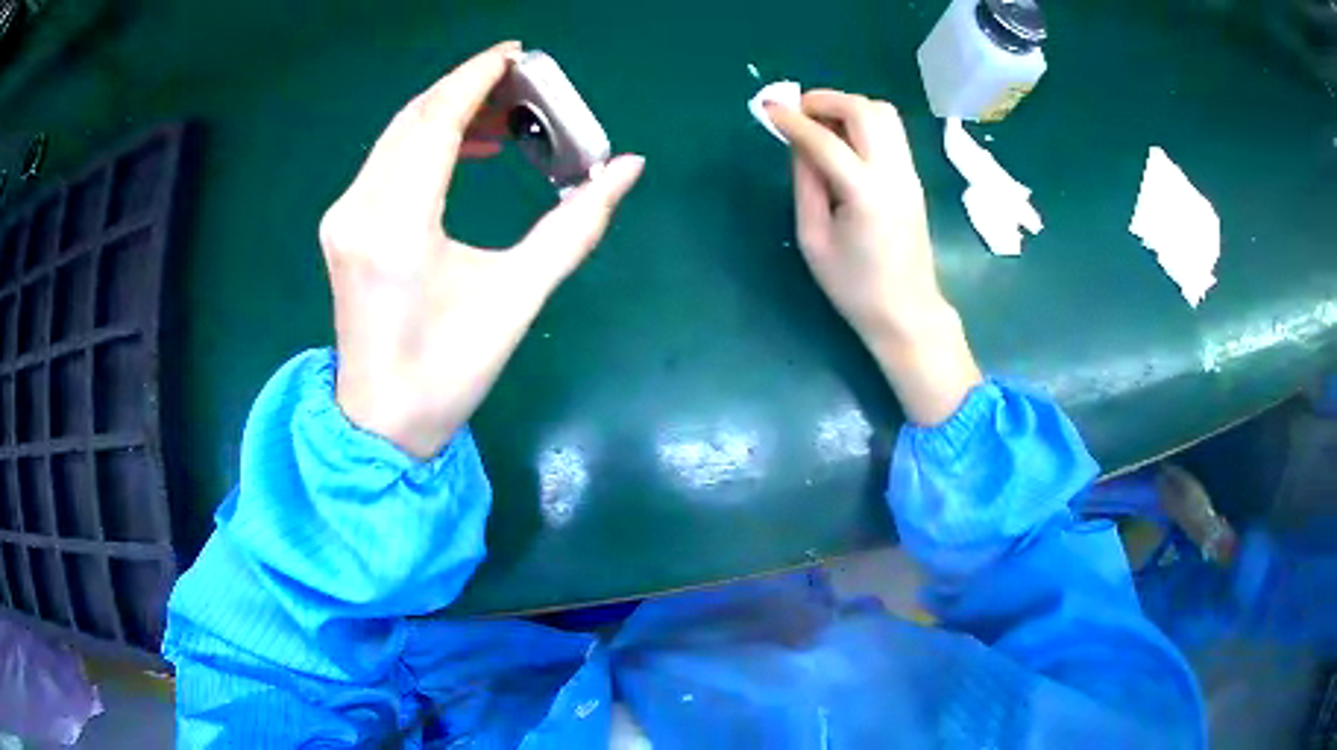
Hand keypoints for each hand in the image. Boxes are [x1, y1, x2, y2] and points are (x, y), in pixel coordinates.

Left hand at [320, 41, 644, 457]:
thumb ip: (575, 226)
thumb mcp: (517, 298)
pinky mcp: (343, 225)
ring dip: (447, 113)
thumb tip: (627, 167)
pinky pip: (386, 159)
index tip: (517, 54)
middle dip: (467, 89)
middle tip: (524, 85)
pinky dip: (426, 140)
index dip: (475, 78)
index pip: (435, 121)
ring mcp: (344, 216)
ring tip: (503, 117)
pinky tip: (463, 148)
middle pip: (414, 118)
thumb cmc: (449, 371)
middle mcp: (360, 209)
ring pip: (397, 135)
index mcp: (398, 227)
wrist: (381, 419)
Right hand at [767, 91, 980, 424]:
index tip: (767, 107)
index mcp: (866, 194)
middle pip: (864, 110)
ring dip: (848, 107)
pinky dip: (863, 122)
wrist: (907, 312)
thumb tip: (798, 144)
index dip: (792, 120)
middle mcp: (893, 173)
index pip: (825, 140)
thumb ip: (806, 185)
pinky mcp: (912, 177)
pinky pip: (890, 132)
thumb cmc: (854, 287)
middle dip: (826, 100)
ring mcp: (908, 173)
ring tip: (820, 123)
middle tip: (797, 111)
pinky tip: (842, 141)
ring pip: (884, 113)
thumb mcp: (814, 239)